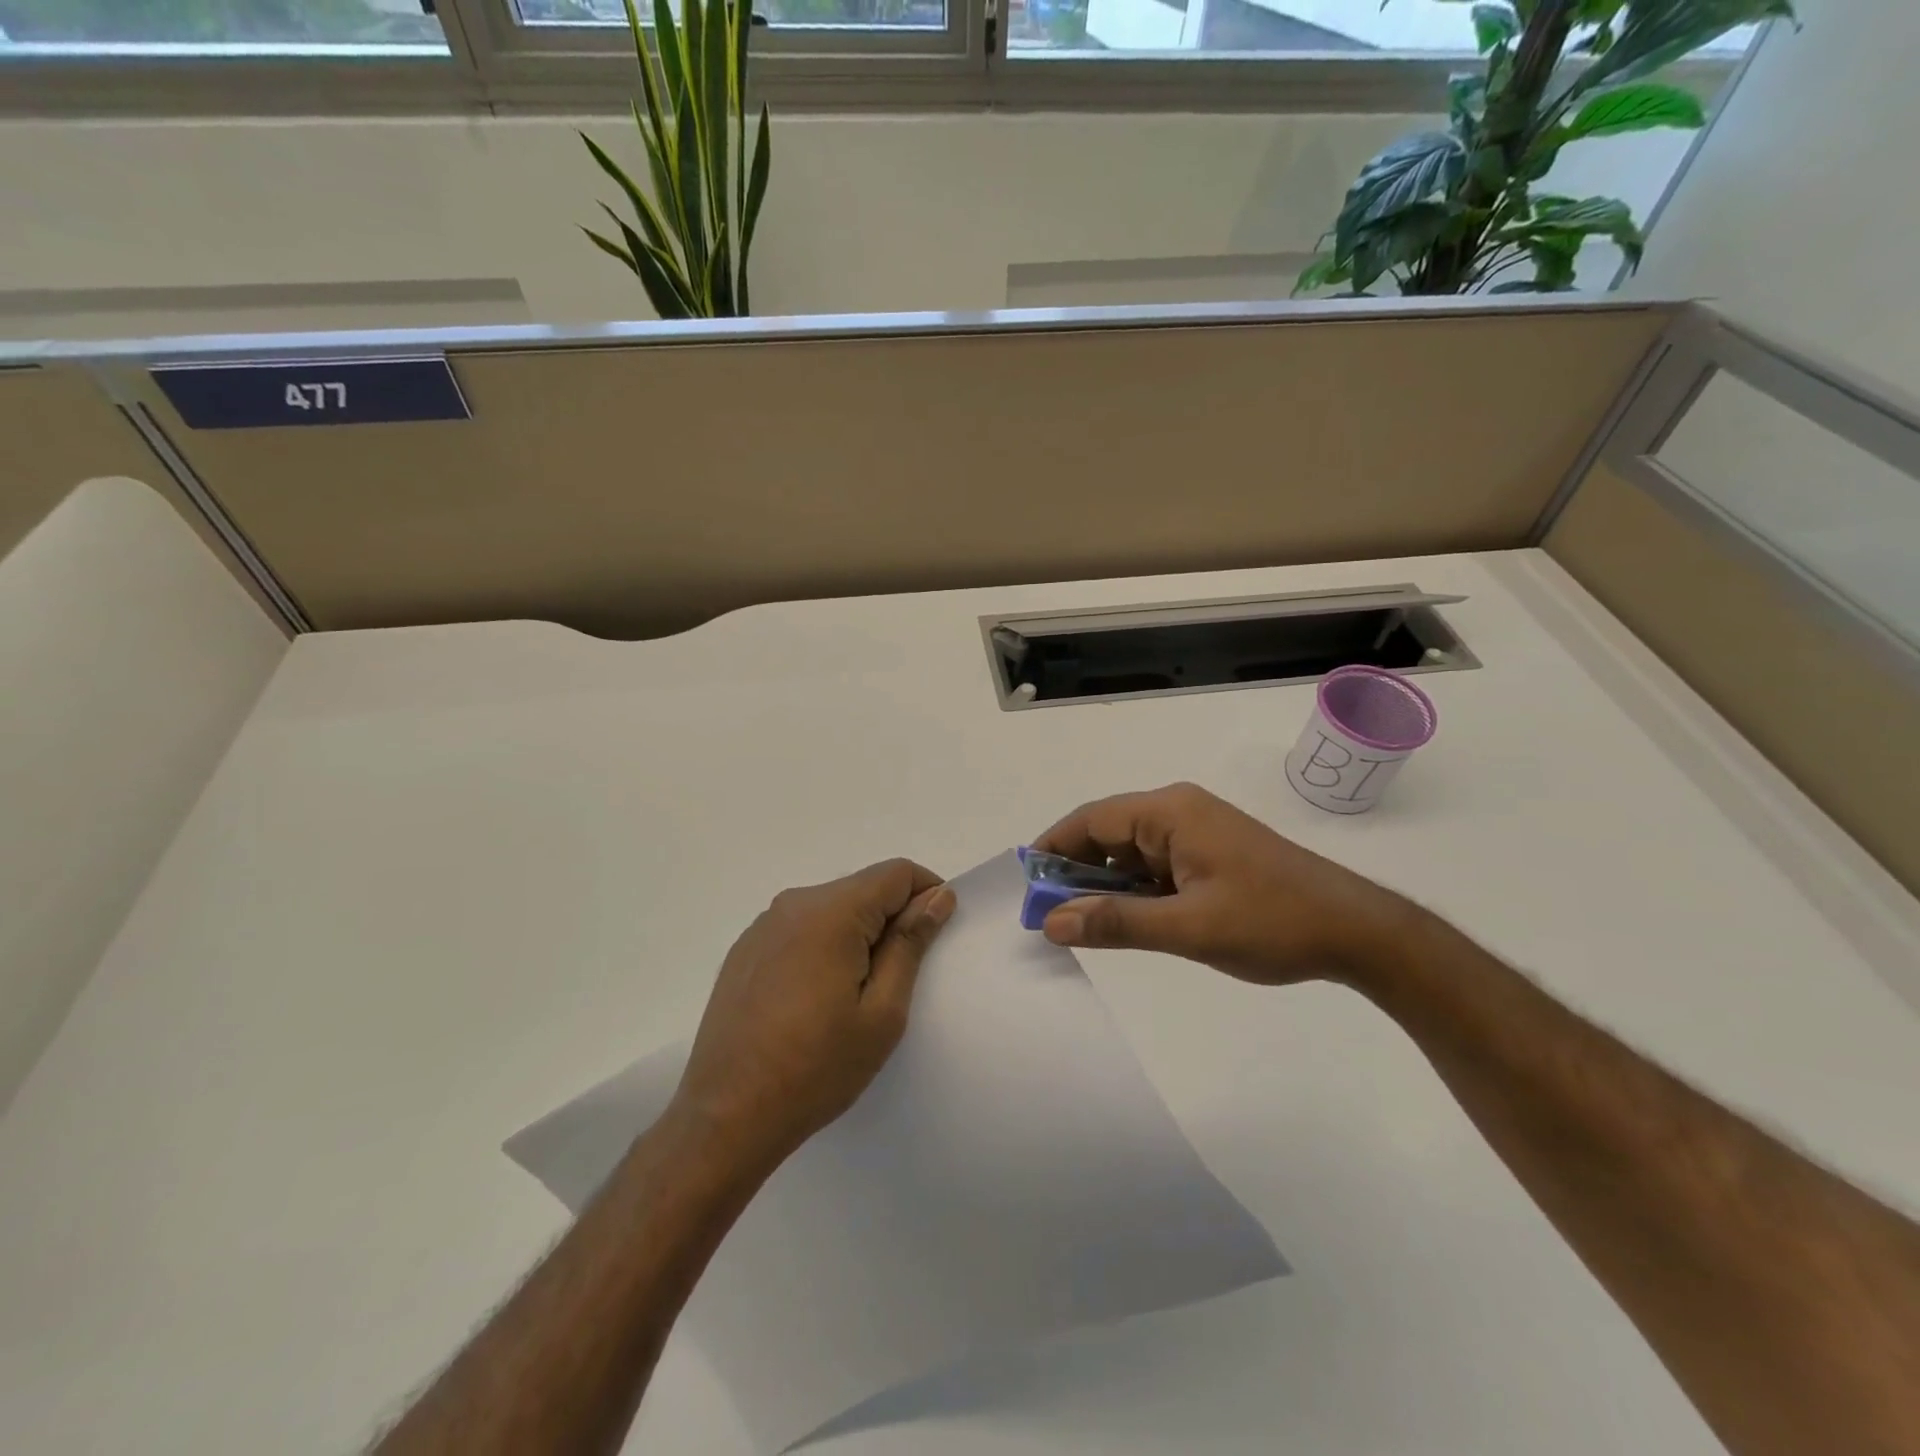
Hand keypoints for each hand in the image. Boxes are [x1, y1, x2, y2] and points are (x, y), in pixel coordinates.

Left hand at [672, 859, 955, 1172]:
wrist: (727, 1116)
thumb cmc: (816, 1068)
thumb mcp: (882, 1012)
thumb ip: (910, 943)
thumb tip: (938, 895)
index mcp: (830, 912)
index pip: (896, 873)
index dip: (927, 894)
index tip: (936, 935)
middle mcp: (793, 904)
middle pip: (863, 888)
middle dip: (892, 917)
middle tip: (899, 977)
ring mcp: (763, 926)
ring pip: (832, 908)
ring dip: (858, 933)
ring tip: (857, 993)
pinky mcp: (745, 950)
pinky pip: (801, 928)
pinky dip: (824, 945)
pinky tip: (816, 998)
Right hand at [1032, 782, 1411, 985]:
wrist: (1357, 931)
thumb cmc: (1272, 922)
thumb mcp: (1188, 927)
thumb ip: (1117, 923)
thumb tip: (1052, 923)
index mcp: (1170, 812)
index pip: (1091, 820)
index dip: (1054, 849)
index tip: (1028, 886)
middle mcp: (1179, 811)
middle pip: (1108, 833)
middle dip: (1077, 871)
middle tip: (1051, 914)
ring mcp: (1197, 831)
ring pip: (1131, 852)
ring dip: (1106, 884)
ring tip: (1084, 924)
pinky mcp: (1210, 853)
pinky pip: (1155, 865)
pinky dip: (1135, 889)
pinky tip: (1128, 920)